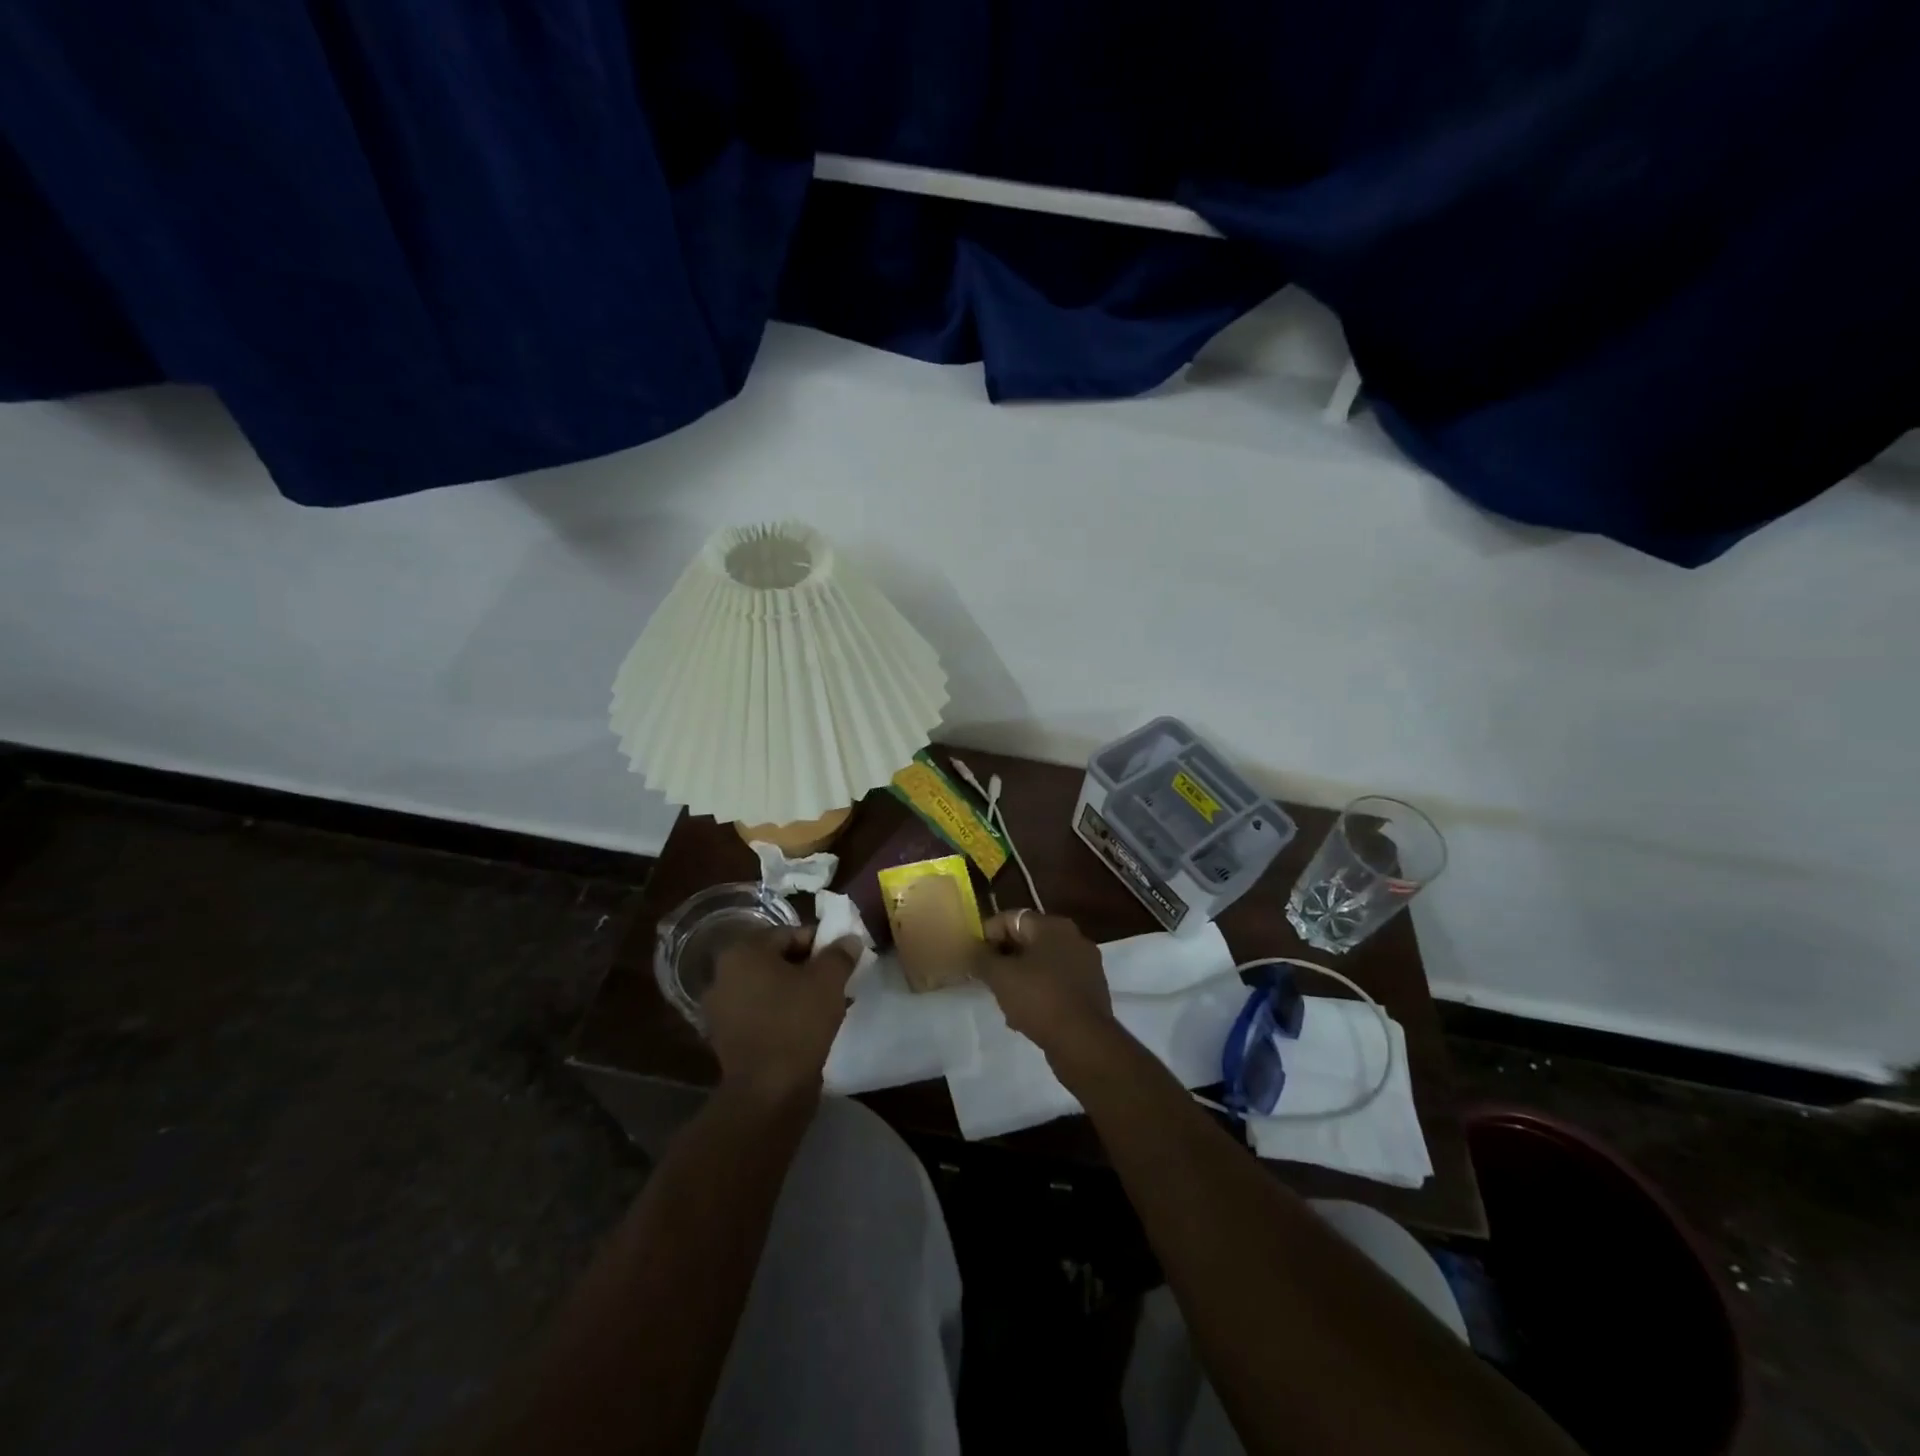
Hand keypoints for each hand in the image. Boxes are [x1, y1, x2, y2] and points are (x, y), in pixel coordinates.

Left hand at [701, 926, 861, 1102]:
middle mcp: (723, 975)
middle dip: (809, 969)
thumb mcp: (828, 981)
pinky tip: (808, 1028)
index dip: (820, 944)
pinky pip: (761, 1015)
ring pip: (769, 989)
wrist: (768, 1092)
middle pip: (776, 961)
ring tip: (828, 1007)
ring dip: (797, 993)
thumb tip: (849, 939)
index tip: (842, 961)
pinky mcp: (726, 1040)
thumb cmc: (797, 1023)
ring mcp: (721, 1010)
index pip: (789, 934)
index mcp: (742, 952)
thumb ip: (840, 954)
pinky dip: (783, 1015)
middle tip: (837, 983)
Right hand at [973, 911, 1116, 1063]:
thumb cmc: (1039, 999)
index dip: (987, 936)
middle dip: (1004, 960)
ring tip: (1005, 1003)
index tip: (975, 960)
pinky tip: (1026, 1016)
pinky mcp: (1091, 990)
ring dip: (1020, 979)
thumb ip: (981, 957)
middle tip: (988, 981)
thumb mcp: (1000, 976)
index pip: (1009, 918)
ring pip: (1041, 964)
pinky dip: (1039, 993)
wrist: (1083, 1042)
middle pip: (1027, 940)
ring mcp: (1085, 964)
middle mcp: (1073, 937)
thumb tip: (972, 948)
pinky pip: (1056, 983)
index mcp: (1052, 925)